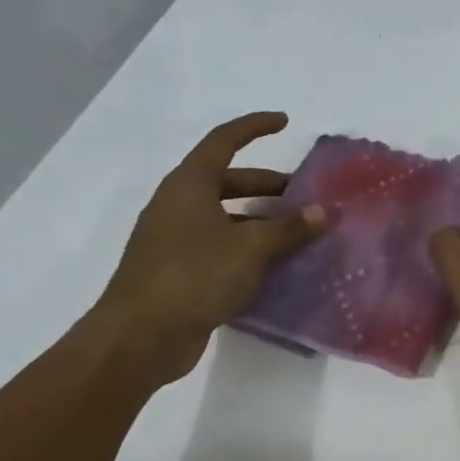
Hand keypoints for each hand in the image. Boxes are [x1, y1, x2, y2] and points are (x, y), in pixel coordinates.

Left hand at [97, 111, 322, 382]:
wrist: (138, 339)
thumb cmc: (194, 276)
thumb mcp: (251, 248)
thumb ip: (289, 228)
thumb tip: (321, 212)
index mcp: (189, 185)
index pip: (224, 141)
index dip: (254, 127)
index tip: (284, 121)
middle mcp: (178, 205)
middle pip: (227, 180)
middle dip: (266, 184)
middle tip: (302, 195)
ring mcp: (173, 239)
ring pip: (224, 216)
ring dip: (259, 219)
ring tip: (295, 233)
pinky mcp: (175, 271)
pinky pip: (218, 246)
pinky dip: (245, 247)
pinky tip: (272, 265)